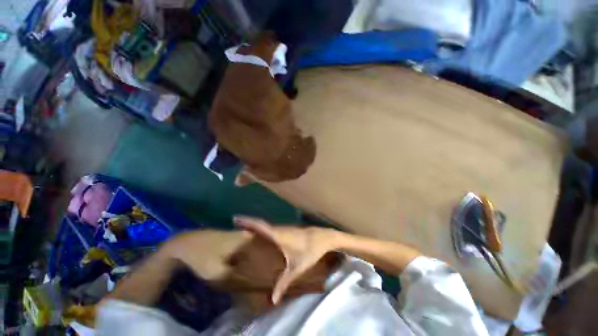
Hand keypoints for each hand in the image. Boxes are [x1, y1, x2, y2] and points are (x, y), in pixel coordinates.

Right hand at [234, 216, 339, 303]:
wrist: (325, 238)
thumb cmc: (311, 251)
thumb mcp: (297, 267)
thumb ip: (284, 283)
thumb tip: (273, 300)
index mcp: (279, 236)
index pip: (261, 227)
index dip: (248, 222)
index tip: (236, 219)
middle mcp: (281, 229)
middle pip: (262, 224)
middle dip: (249, 222)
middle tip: (236, 222)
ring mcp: (286, 228)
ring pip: (268, 225)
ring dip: (256, 225)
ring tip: (244, 226)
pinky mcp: (290, 229)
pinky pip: (273, 228)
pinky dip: (265, 228)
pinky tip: (262, 233)